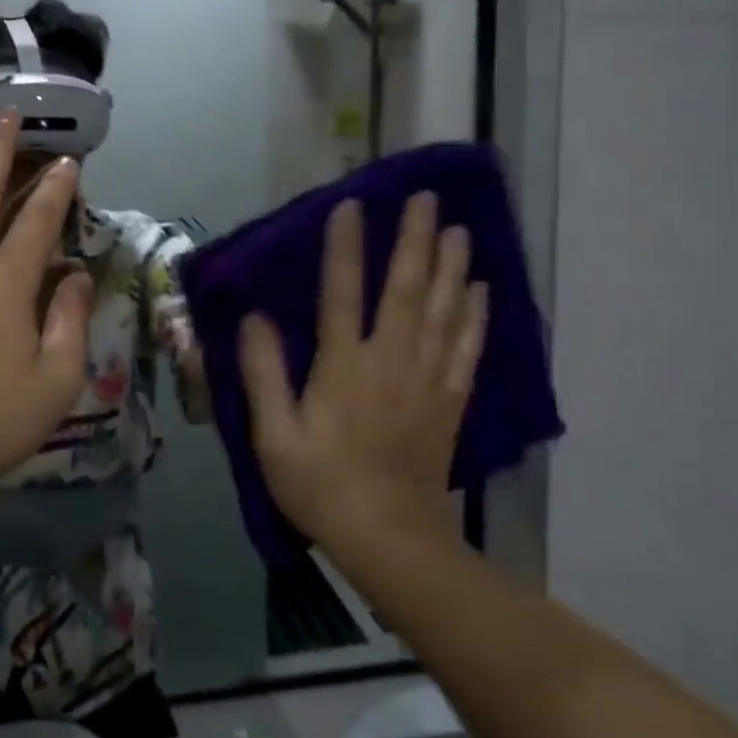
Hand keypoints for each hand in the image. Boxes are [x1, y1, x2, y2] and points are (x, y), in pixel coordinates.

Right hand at [238, 193, 486, 552]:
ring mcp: (427, 380)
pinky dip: (477, 317)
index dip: (345, 247)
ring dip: (453, 267)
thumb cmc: (321, 485)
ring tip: (461, 229)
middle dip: (416, 240)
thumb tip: (255, 317)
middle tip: (427, 198)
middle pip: (407, 289)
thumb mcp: (273, 435)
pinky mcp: (449, 401)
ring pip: (445, 311)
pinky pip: (468, 349)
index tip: (351, 205)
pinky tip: (483, 291)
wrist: (390, 539)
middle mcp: (391, 361)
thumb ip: (263, 373)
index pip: (342, 292)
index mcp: (344, 365)